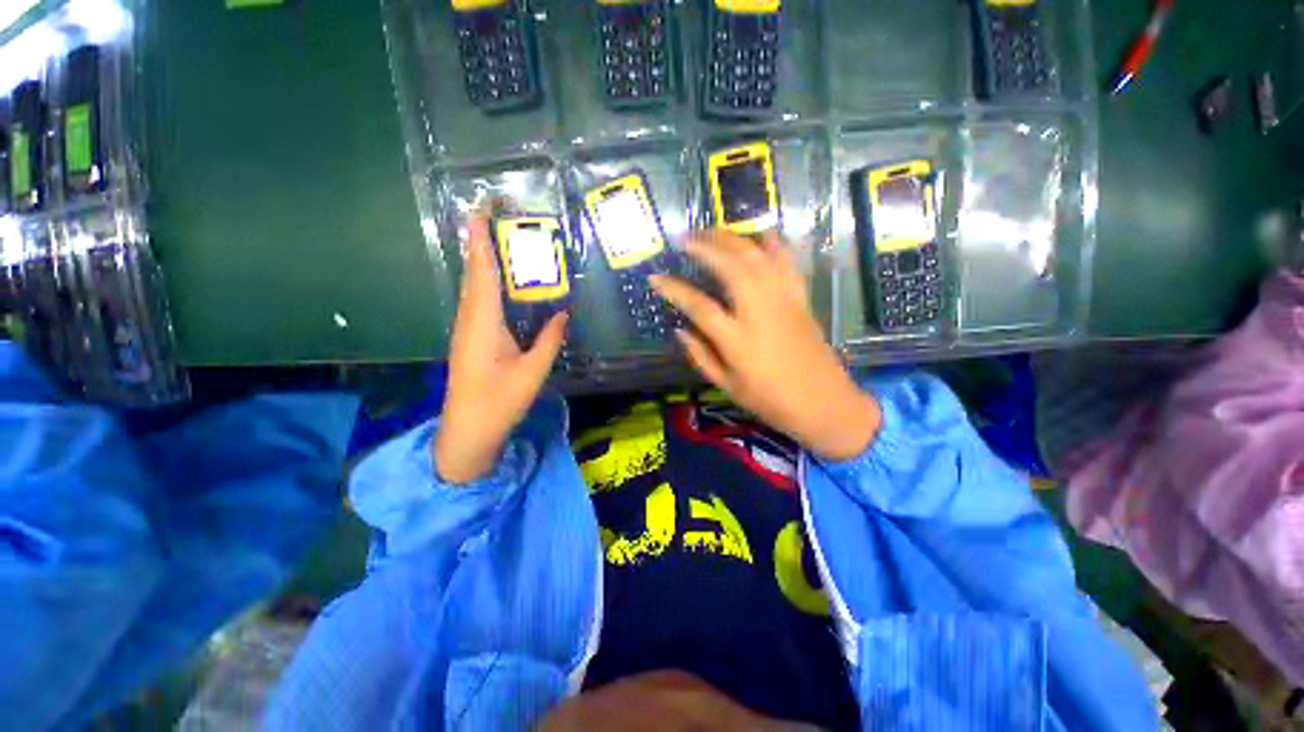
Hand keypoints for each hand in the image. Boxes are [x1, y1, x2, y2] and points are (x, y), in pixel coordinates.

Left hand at [433, 215, 568, 483]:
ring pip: (473, 284)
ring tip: (501, 238)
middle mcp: (470, 318)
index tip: (483, 208)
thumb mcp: (532, 372)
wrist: (467, 432)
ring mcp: (467, 328)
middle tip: (499, 215)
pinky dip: (486, 280)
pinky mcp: (471, 337)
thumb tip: (564, 313)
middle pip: (473, 271)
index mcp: (483, 322)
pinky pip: (478, 299)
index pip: (481, 271)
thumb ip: (549, 340)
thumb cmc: (498, 403)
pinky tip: (499, 279)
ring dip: (483, 258)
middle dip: (481, 240)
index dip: (480, 238)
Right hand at [650, 230, 879, 460]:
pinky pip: (787, 264)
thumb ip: (701, 356)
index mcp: (737, 339)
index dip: (674, 289)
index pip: (698, 306)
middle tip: (685, 237)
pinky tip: (763, 234)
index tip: (655, 278)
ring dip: (733, 239)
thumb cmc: (770, 400)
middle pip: (730, 267)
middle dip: (705, 247)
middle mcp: (759, 311)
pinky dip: (775, 245)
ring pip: (757, 258)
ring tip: (713, 231)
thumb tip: (680, 330)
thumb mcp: (727, 385)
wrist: (823, 403)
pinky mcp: (800, 299)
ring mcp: (783, 301)